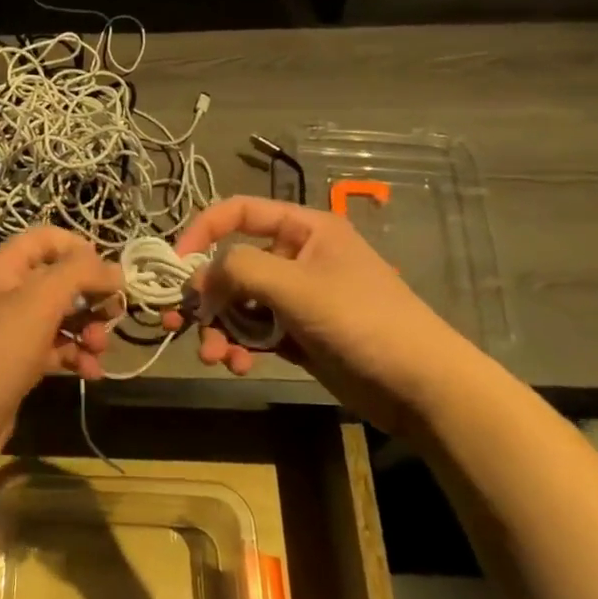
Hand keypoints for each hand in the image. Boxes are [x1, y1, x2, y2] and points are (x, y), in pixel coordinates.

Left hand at [0, 229, 119, 470]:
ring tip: (99, 350)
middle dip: (91, 296)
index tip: (110, 274)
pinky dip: (75, 356)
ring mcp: (11, 329)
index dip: (81, 250)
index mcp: (5, 267)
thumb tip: (114, 268)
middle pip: (60, 279)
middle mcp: (7, 291)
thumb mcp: (40, 302)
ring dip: (88, 329)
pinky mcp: (18, 362)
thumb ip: (79, 274)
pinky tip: (91, 372)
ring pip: (62, 316)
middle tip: (114, 316)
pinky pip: (55, 348)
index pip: (48, 238)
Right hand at [165, 198, 474, 431]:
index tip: (176, 263)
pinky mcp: (299, 334)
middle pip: (234, 265)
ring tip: (215, 356)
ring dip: (220, 328)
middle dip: (207, 296)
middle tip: (180, 322)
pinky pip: (255, 331)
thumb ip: (239, 269)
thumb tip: (200, 275)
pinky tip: (237, 365)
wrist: (422, 386)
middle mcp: (298, 257)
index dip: (203, 230)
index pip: (240, 212)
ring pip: (240, 303)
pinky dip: (240, 346)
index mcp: (305, 229)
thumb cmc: (361, 320)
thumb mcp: (295, 286)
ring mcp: (298, 298)